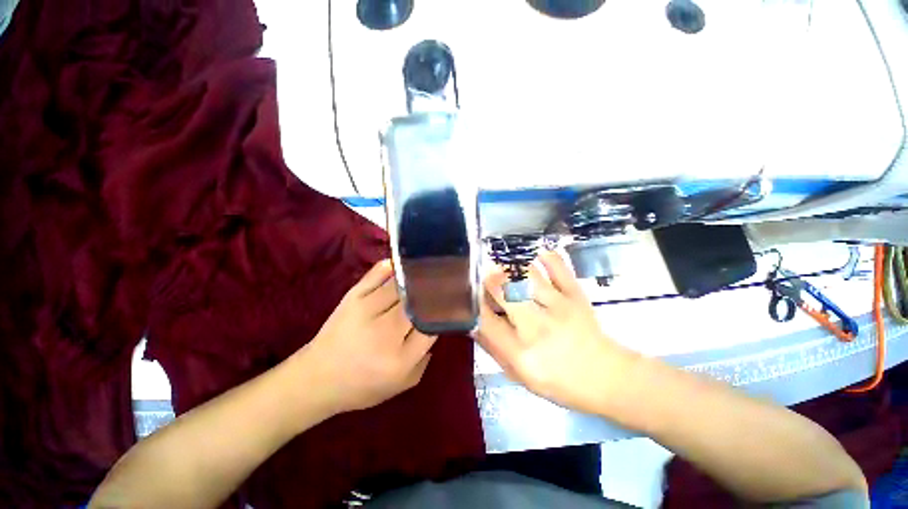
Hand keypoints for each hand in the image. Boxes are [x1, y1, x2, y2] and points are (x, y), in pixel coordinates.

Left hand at [294, 260, 436, 414]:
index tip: (453, 302)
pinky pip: (377, 274)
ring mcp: (367, 309)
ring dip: (417, 277)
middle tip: (448, 281)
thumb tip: (437, 325)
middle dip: (434, 291)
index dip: (444, 312)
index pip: (431, 325)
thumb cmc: (363, 385)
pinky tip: (403, 265)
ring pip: (402, 285)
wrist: (317, 378)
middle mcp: (385, 331)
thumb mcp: (402, 383)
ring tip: (430, 270)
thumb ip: (425, 357)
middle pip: (418, 302)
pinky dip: (392, 267)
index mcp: (400, 358)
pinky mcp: (353, 296)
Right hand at [477, 251, 636, 414]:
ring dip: (509, 266)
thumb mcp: (519, 375)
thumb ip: (492, 347)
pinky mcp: (575, 294)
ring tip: (503, 266)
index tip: (467, 294)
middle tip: (483, 275)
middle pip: (503, 290)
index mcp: (521, 353)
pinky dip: (544, 256)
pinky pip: (557, 265)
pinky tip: (535, 256)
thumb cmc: (558, 381)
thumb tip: (472, 321)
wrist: (606, 376)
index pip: (485, 320)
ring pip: (526, 274)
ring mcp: (559, 306)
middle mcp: (537, 326)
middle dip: (487, 278)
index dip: (472, 303)